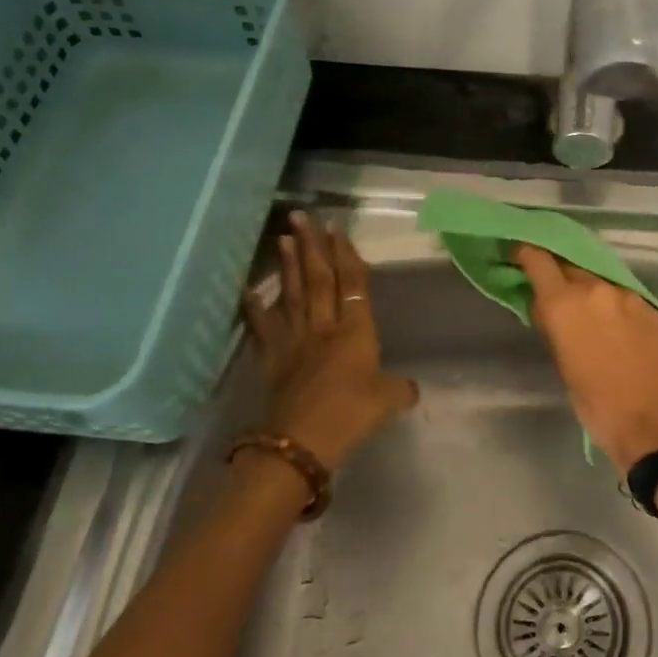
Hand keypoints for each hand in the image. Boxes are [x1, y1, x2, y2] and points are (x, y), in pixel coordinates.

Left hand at [243, 213, 417, 470]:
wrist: (303, 439)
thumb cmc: (351, 414)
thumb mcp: (388, 401)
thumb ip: (400, 389)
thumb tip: (410, 390)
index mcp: (356, 332)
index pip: (352, 285)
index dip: (346, 257)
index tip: (337, 230)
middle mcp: (324, 327)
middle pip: (319, 280)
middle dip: (313, 247)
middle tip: (302, 217)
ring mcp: (295, 340)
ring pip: (293, 294)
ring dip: (289, 265)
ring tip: (283, 237)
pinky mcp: (273, 358)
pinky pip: (262, 327)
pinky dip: (253, 308)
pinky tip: (247, 289)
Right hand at [512, 244, 657, 472]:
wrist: (657, 425)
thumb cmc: (599, 406)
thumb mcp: (564, 367)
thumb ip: (553, 328)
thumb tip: (546, 309)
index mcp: (566, 303)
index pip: (539, 260)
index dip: (525, 255)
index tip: (516, 257)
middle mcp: (597, 289)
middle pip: (569, 266)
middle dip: (556, 273)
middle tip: (548, 290)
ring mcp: (628, 296)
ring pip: (597, 279)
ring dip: (584, 287)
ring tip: (579, 308)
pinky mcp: (650, 308)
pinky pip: (620, 294)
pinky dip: (608, 301)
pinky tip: (608, 321)